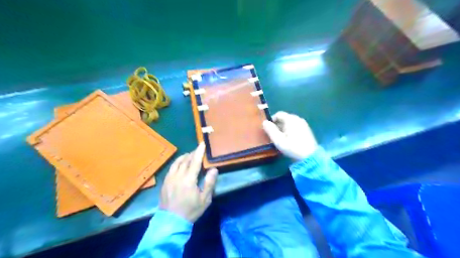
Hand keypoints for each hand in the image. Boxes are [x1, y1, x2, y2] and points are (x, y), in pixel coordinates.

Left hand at [160, 142, 217, 222]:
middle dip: (192, 153)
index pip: (195, 161)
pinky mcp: (165, 182)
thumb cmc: (190, 210)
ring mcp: (169, 178)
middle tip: (198, 150)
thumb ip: (209, 183)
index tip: (202, 143)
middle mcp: (178, 176)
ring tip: (189, 155)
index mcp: (188, 179)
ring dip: (184, 157)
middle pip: (185, 160)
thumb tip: (214, 169)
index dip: (199, 151)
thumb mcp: (205, 199)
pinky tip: (180, 165)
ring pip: (177, 163)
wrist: (171, 221)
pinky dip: (177, 163)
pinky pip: (171, 168)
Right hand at [264, 111, 318, 159]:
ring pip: (290, 123)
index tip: (268, 129)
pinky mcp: (307, 130)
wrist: (310, 156)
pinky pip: (295, 126)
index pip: (278, 114)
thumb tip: (264, 122)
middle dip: (277, 125)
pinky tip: (289, 139)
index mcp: (291, 119)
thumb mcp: (278, 140)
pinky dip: (290, 130)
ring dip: (283, 128)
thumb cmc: (292, 147)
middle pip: (284, 118)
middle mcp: (298, 118)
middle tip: (273, 135)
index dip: (272, 120)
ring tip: (281, 138)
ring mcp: (303, 124)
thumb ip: (270, 130)